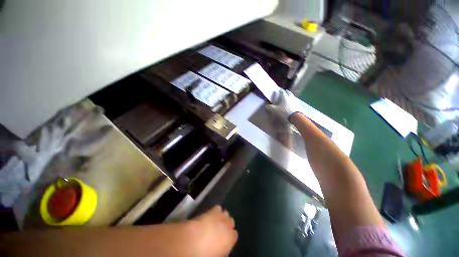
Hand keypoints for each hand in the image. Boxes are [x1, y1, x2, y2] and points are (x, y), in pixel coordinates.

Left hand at [187, 205, 237, 256]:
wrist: (194, 240)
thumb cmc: (206, 252)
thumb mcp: (217, 255)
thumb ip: (223, 252)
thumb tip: (224, 251)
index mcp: (230, 238)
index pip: (235, 235)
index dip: (230, 236)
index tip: (225, 238)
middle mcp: (228, 226)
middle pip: (231, 222)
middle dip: (227, 224)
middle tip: (220, 229)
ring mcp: (221, 217)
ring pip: (226, 213)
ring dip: (222, 216)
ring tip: (216, 220)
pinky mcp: (214, 210)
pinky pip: (218, 208)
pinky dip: (216, 210)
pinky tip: (212, 213)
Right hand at [266, 89, 301, 121]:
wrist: (294, 117)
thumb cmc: (284, 112)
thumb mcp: (275, 110)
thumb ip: (270, 107)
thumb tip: (267, 105)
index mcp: (285, 98)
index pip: (282, 92)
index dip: (280, 91)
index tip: (279, 90)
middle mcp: (290, 98)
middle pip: (289, 93)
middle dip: (287, 92)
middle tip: (286, 91)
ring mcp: (295, 102)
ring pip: (293, 97)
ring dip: (290, 96)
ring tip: (289, 96)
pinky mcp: (298, 106)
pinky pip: (295, 101)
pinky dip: (293, 101)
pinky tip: (291, 103)